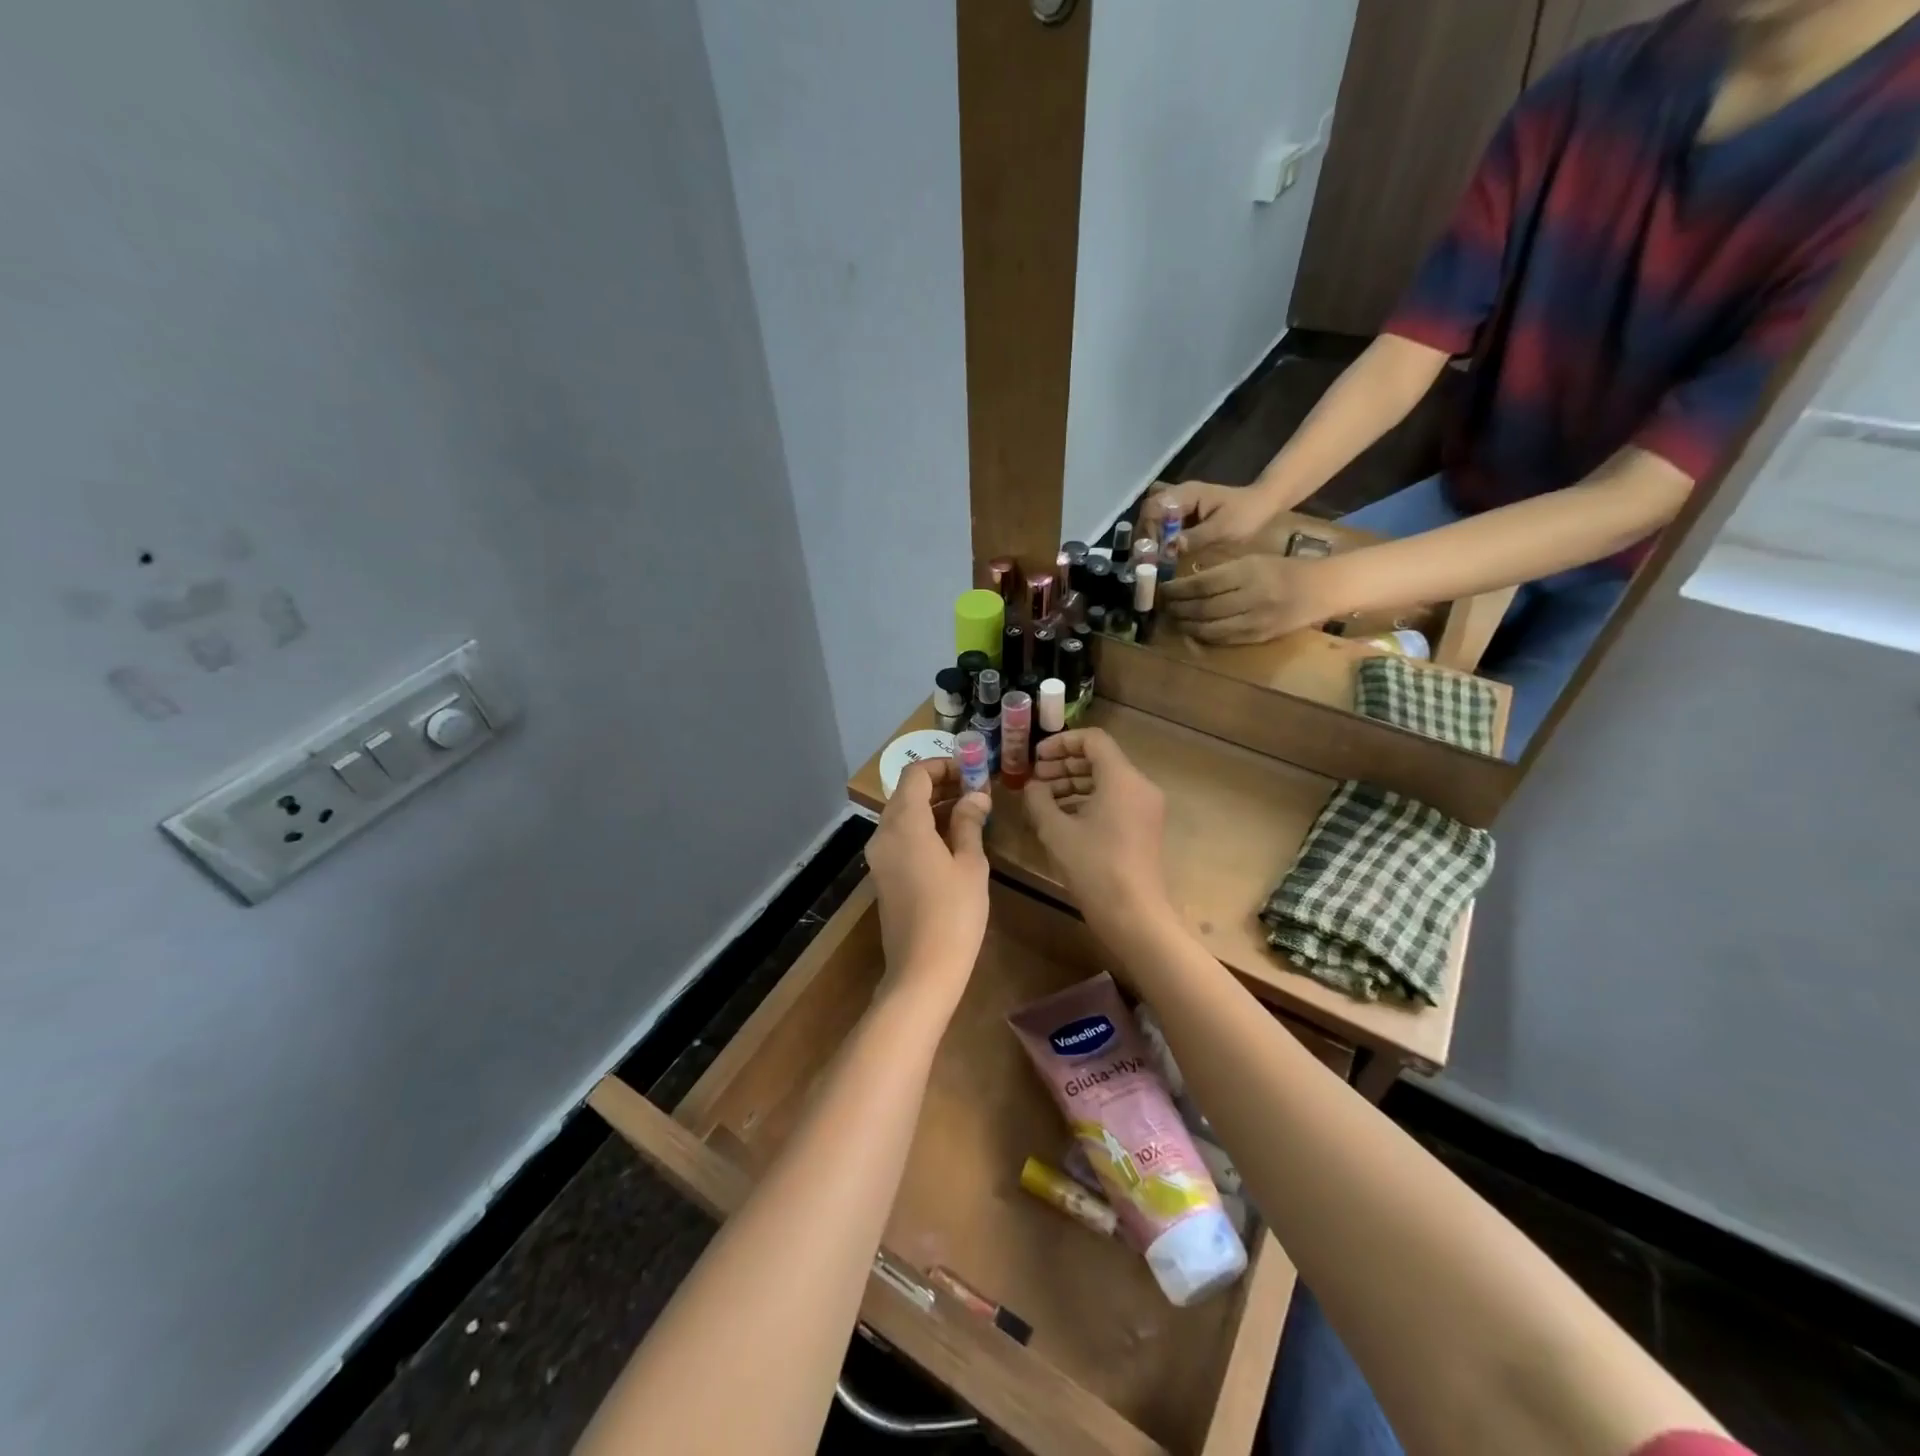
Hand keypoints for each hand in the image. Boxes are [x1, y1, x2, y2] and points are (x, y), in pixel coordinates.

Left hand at [866, 759, 991, 1006]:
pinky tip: (953, 841)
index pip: (916, 774)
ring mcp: (880, 856)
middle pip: (907, 793)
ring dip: (934, 808)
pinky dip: (924, 829)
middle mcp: (884, 833)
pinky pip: (901, 838)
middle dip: (941, 785)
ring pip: (904, 816)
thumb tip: (975, 796)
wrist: (922, 970)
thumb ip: (969, 822)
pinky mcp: (883, 876)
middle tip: (977, 792)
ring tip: (972, 814)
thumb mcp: (970, 863)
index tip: (973, 773)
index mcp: (904, 823)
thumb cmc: (954, 913)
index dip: (944, 766)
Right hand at [1022, 729, 1169, 938]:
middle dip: (1064, 765)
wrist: (1133, 913)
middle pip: (1100, 759)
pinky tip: (1062, 818)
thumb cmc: (1093, 866)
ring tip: (1043, 799)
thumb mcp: (1055, 830)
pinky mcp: (1144, 827)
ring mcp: (1145, 807)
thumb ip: (1039, 799)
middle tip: (1035, 778)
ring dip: (1074, 784)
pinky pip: (1115, 800)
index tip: (1036, 758)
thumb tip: (1033, 785)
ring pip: (1106, 781)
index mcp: (1121, 778)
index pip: (1092, 740)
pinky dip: (1089, 801)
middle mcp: (1139, 785)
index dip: (1061, 743)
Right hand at [1142, 481, 1278, 556]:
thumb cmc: (1247, 515)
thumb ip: (1195, 537)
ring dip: (1149, 537)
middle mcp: (1177, 495)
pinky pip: (1161, 523)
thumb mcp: (1223, 529)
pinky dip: (1158, 538)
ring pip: (1152, 518)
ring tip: (1151, 559)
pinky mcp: (1182, 514)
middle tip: (1146, 559)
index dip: (1148, 530)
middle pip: (1148, 512)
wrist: (1264, 504)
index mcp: (1186, 494)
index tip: (1151, 552)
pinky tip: (1161, 554)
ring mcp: (1179, 504)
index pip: (1154, 508)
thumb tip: (1169, 548)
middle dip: (1144, 535)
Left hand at [1159, 553, 1337, 644]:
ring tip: (1174, 619)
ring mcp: (1255, 621)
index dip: (1178, 590)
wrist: (1322, 589)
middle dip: (1178, 609)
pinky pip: (1224, 639)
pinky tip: (1193, 630)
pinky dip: (1204, 636)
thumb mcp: (1251, 560)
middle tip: (1164, 607)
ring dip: (1187, 625)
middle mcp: (1250, 597)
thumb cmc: (1282, 569)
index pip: (1202, 584)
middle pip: (1203, 608)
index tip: (1164, 590)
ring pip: (1210, 628)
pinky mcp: (1258, 637)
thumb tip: (1185, 584)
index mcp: (1247, 572)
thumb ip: (1221, 572)